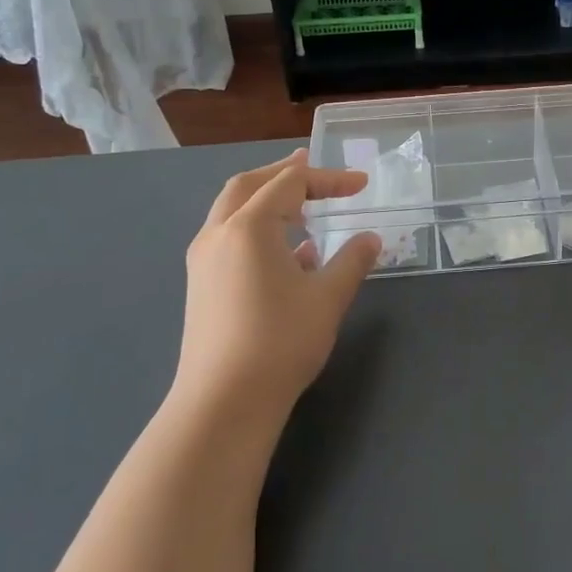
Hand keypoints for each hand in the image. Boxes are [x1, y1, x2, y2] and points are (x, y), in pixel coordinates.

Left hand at [175, 149, 381, 430]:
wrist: (224, 402)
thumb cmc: (280, 342)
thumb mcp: (328, 297)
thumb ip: (352, 260)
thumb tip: (371, 238)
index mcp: (249, 226)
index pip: (291, 183)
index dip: (330, 179)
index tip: (362, 186)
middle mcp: (219, 233)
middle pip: (250, 184)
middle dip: (284, 173)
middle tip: (313, 169)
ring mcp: (203, 260)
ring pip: (233, 210)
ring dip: (267, 199)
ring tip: (301, 206)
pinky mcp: (201, 285)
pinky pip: (229, 237)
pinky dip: (256, 227)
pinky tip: (287, 253)